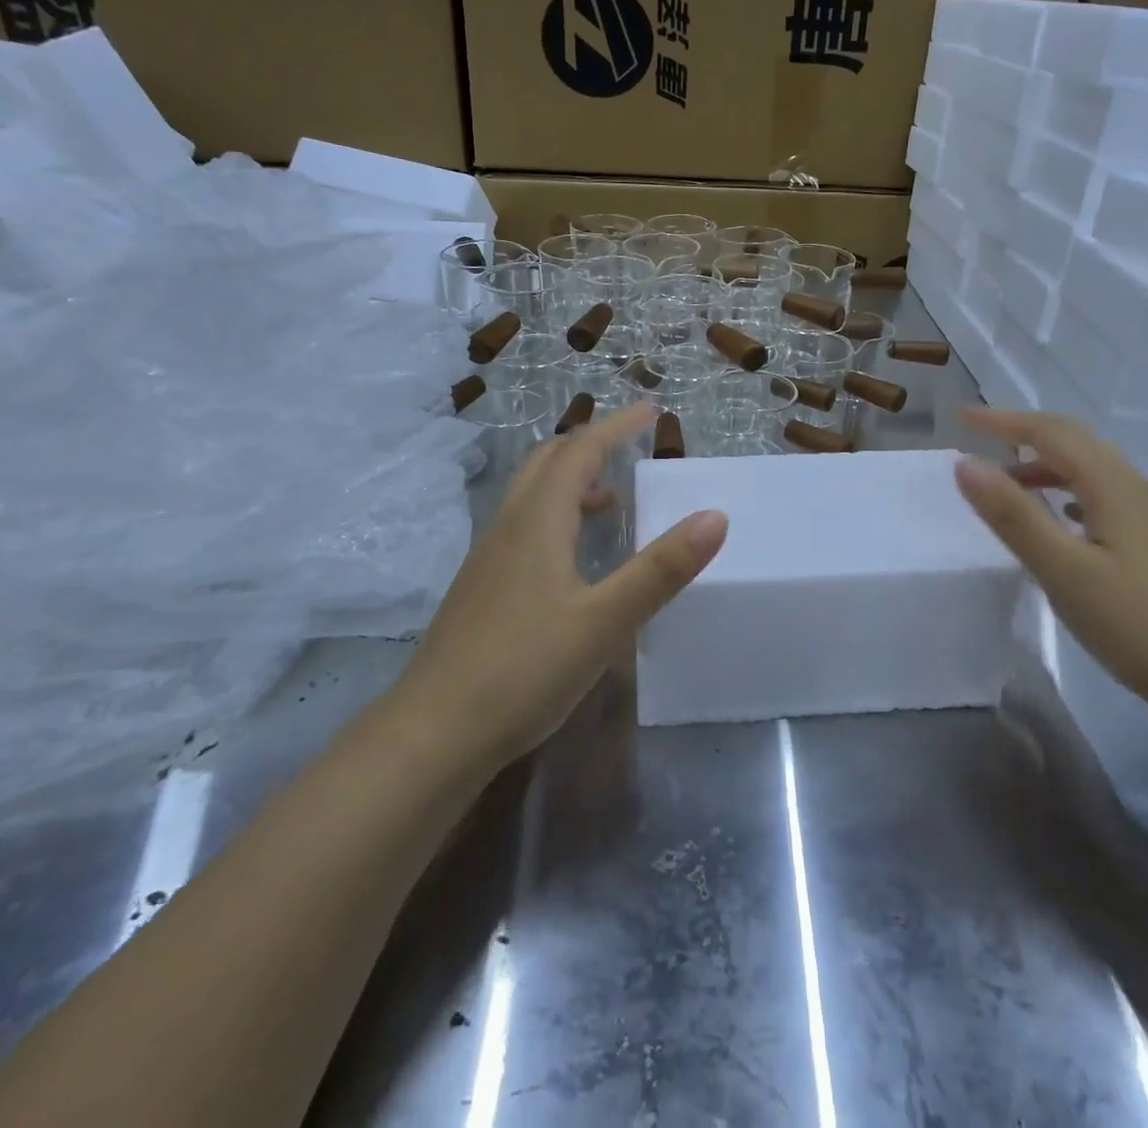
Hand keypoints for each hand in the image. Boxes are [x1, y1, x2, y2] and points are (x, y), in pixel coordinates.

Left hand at [394, 405, 726, 773]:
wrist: (432, 734)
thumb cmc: (523, 670)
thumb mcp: (605, 621)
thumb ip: (660, 569)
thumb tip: (715, 516)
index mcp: (537, 521)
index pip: (580, 452)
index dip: (616, 427)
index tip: (651, 412)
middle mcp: (508, 527)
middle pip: (547, 464)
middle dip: (590, 447)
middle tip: (630, 448)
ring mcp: (488, 559)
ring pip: (531, 497)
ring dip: (571, 483)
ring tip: (610, 502)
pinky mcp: (481, 590)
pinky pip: (523, 529)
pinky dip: (556, 518)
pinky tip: (573, 561)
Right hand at [953, 408, 1147, 714]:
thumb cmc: (1135, 623)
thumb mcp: (1062, 570)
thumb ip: (1013, 515)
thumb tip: (965, 463)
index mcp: (1112, 486)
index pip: (1050, 433)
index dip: (1003, 420)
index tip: (961, 417)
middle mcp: (1134, 488)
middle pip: (1074, 441)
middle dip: (1024, 432)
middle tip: (980, 438)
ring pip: (1090, 467)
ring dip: (1045, 462)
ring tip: (1007, 482)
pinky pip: (1102, 494)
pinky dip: (1067, 489)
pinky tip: (1059, 515)